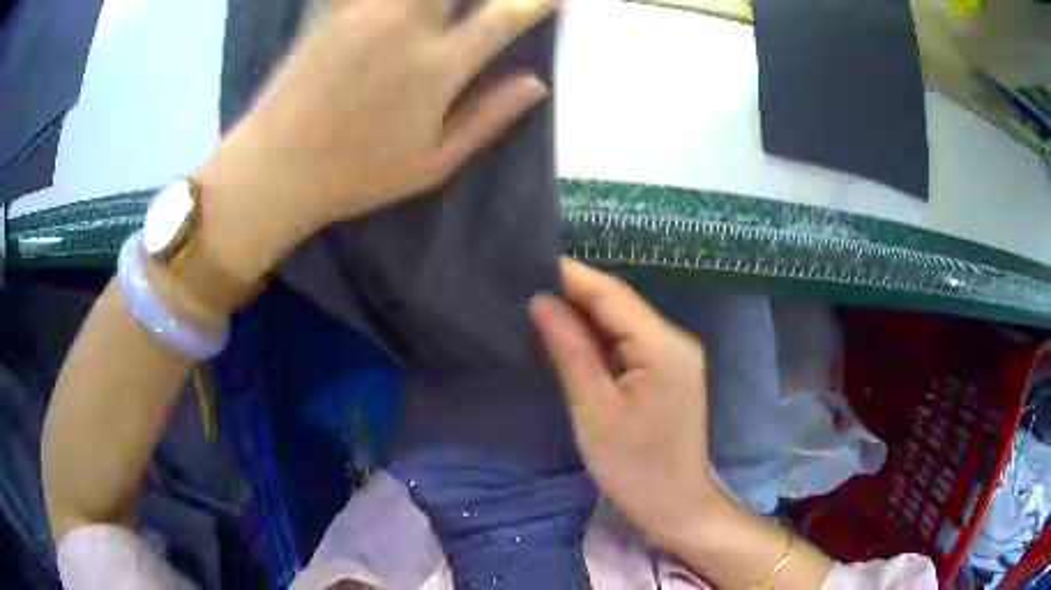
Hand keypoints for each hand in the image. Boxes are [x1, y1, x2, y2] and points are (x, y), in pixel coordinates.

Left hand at [199, 0, 556, 283]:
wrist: (275, 169)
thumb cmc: (356, 174)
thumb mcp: (433, 164)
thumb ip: (490, 118)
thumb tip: (538, 83)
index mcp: (439, 67)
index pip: (507, 14)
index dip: (539, 0)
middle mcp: (407, 25)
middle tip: (487, 0)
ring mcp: (364, 10)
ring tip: (437, 5)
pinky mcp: (330, 9)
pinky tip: (391, 4)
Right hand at [529, 258, 714, 541]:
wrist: (675, 505)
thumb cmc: (634, 466)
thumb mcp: (594, 410)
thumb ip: (570, 350)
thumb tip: (541, 302)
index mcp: (662, 345)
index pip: (612, 294)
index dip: (571, 275)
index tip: (528, 261)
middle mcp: (676, 340)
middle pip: (620, 304)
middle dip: (575, 293)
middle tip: (525, 285)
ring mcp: (676, 356)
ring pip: (624, 323)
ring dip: (585, 316)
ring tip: (538, 306)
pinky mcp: (670, 372)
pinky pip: (630, 343)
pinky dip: (600, 338)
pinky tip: (570, 338)